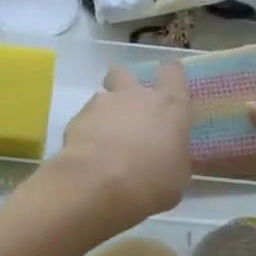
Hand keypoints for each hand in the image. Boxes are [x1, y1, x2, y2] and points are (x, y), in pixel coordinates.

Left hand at [46, 62, 191, 235]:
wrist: (98, 183)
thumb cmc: (150, 181)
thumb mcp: (177, 176)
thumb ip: (175, 156)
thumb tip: (170, 156)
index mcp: (169, 105)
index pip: (173, 72)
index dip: (170, 76)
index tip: (168, 87)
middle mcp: (136, 95)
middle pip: (126, 73)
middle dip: (124, 86)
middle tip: (127, 110)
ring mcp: (104, 103)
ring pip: (103, 97)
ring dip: (105, 114)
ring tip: (104, 141)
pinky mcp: (78, 117)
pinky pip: (85, 119)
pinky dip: (87, 132)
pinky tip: (89, 154)